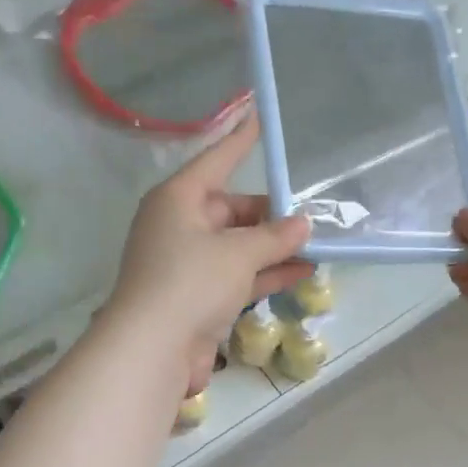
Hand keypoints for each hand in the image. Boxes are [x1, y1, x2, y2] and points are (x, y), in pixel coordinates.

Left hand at [105, 113, 311, 395]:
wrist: (153, 349)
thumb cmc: (190, 282)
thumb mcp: (238, 253)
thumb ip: (274, 237)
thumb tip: (302, 225)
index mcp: (177, 200)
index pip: (215, 161)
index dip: (240, 142)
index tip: (259, 117)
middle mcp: (180, 227)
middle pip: (229, 209)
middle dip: (268, 213)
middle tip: (309, 214)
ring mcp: (188, 265)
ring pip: (237, 246)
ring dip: (272, 247)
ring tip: (314, 242)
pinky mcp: (198, 298)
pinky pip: (238, 277)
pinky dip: (265, 273)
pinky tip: (301, 271)